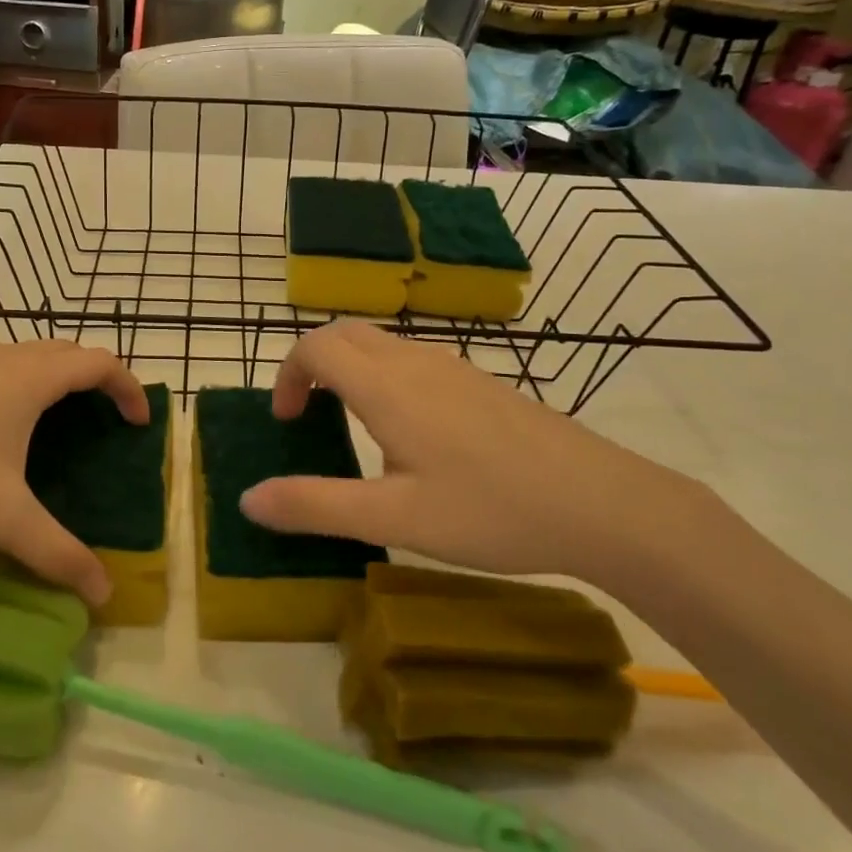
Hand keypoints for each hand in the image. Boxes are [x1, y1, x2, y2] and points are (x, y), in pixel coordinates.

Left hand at [0, 340, 148, 603]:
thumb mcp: (2, 517)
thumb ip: (57, 553)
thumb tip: (103, 594)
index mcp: (31, 378)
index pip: (99, 363)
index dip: (128, 388)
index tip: (139, 423)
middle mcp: (3, 357)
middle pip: (67, 353)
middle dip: (95, 380)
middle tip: (105, 421)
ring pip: (28, 356)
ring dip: (56, 379)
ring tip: (58, 423)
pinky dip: (20, 384)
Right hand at [241, 321, 708, 579]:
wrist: (603, 503)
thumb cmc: (491, 510)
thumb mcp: (395, 517)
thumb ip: (316, 505)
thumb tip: (248, 499)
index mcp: (386, 386)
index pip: (315, 347)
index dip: (287, 375)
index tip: (286, 423)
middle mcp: (415, 362)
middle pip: (344, 334)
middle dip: (311, 364)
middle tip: (306, 416)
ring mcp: (454, 367)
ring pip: (380, 344)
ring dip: (348, 368)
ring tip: (350, 425)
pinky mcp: (481, 382)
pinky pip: (412, 359)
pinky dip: (382, 376)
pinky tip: (409, 434)